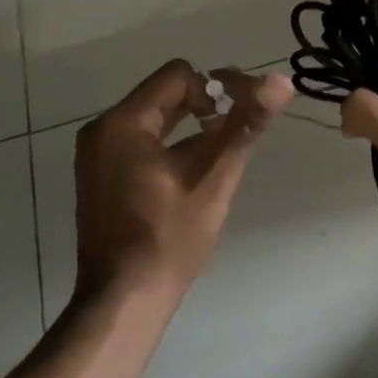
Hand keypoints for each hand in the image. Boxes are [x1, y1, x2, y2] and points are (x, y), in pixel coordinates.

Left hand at [74, 60, 293, 300]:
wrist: (123, 301)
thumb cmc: (168, 239)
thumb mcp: (213, 179)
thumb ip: (244, 126)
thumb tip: (280, 82)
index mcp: (123, 123)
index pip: (179, 76)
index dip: (218, 88)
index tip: (242, 116)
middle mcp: (102, 130)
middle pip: (166, 94)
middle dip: (208, 106)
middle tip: (240, 132)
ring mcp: (97, 155)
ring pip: (156, 118)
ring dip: (192, 127)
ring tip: (223, 155)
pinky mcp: (101, 176)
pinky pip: (142, 141)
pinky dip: (172, 145)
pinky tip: (195, 173)